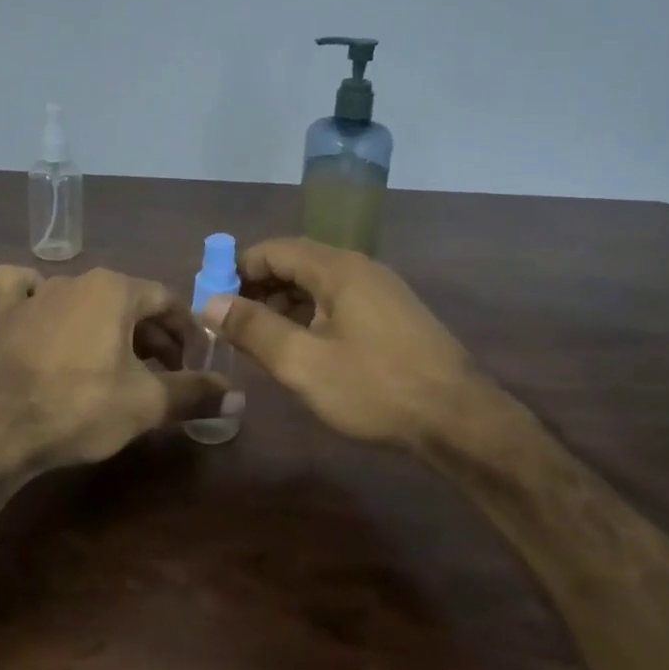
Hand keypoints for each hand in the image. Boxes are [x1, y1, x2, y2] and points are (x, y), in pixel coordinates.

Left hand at [0, 265, 235, 470]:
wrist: (1, 428)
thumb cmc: (82, 406)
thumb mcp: (147, 403)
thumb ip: (194, 393)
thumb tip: (238, 398)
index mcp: (115, 289)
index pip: (167, 301)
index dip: (187, 332)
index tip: (194, 363)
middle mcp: (77, 279)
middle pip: (128, 301)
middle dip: (152, 335)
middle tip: (164, 374)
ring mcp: (37, 294)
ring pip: (84, 299)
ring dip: (107, 325)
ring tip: (116, 361)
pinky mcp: (5, 315)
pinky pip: (23, 291)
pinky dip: (35, 297)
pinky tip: (42, 312)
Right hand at [206, 237, 481, 449]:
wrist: (459, 419)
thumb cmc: (375, 388)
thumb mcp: (303, 363)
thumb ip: (253, 329)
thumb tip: (209, 303)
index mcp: (337, 269)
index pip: (274, 250)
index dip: (237, 269)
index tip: (212, 299)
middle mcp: (360, 268)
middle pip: (296, 263)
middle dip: (258, 287)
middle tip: (231, 323)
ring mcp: (381, 291)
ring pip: (318, 284)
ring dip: (283, 304)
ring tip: (260, 339)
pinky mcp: (393, 315)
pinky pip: (338, 302)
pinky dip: (310, 315)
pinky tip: (302, 347)